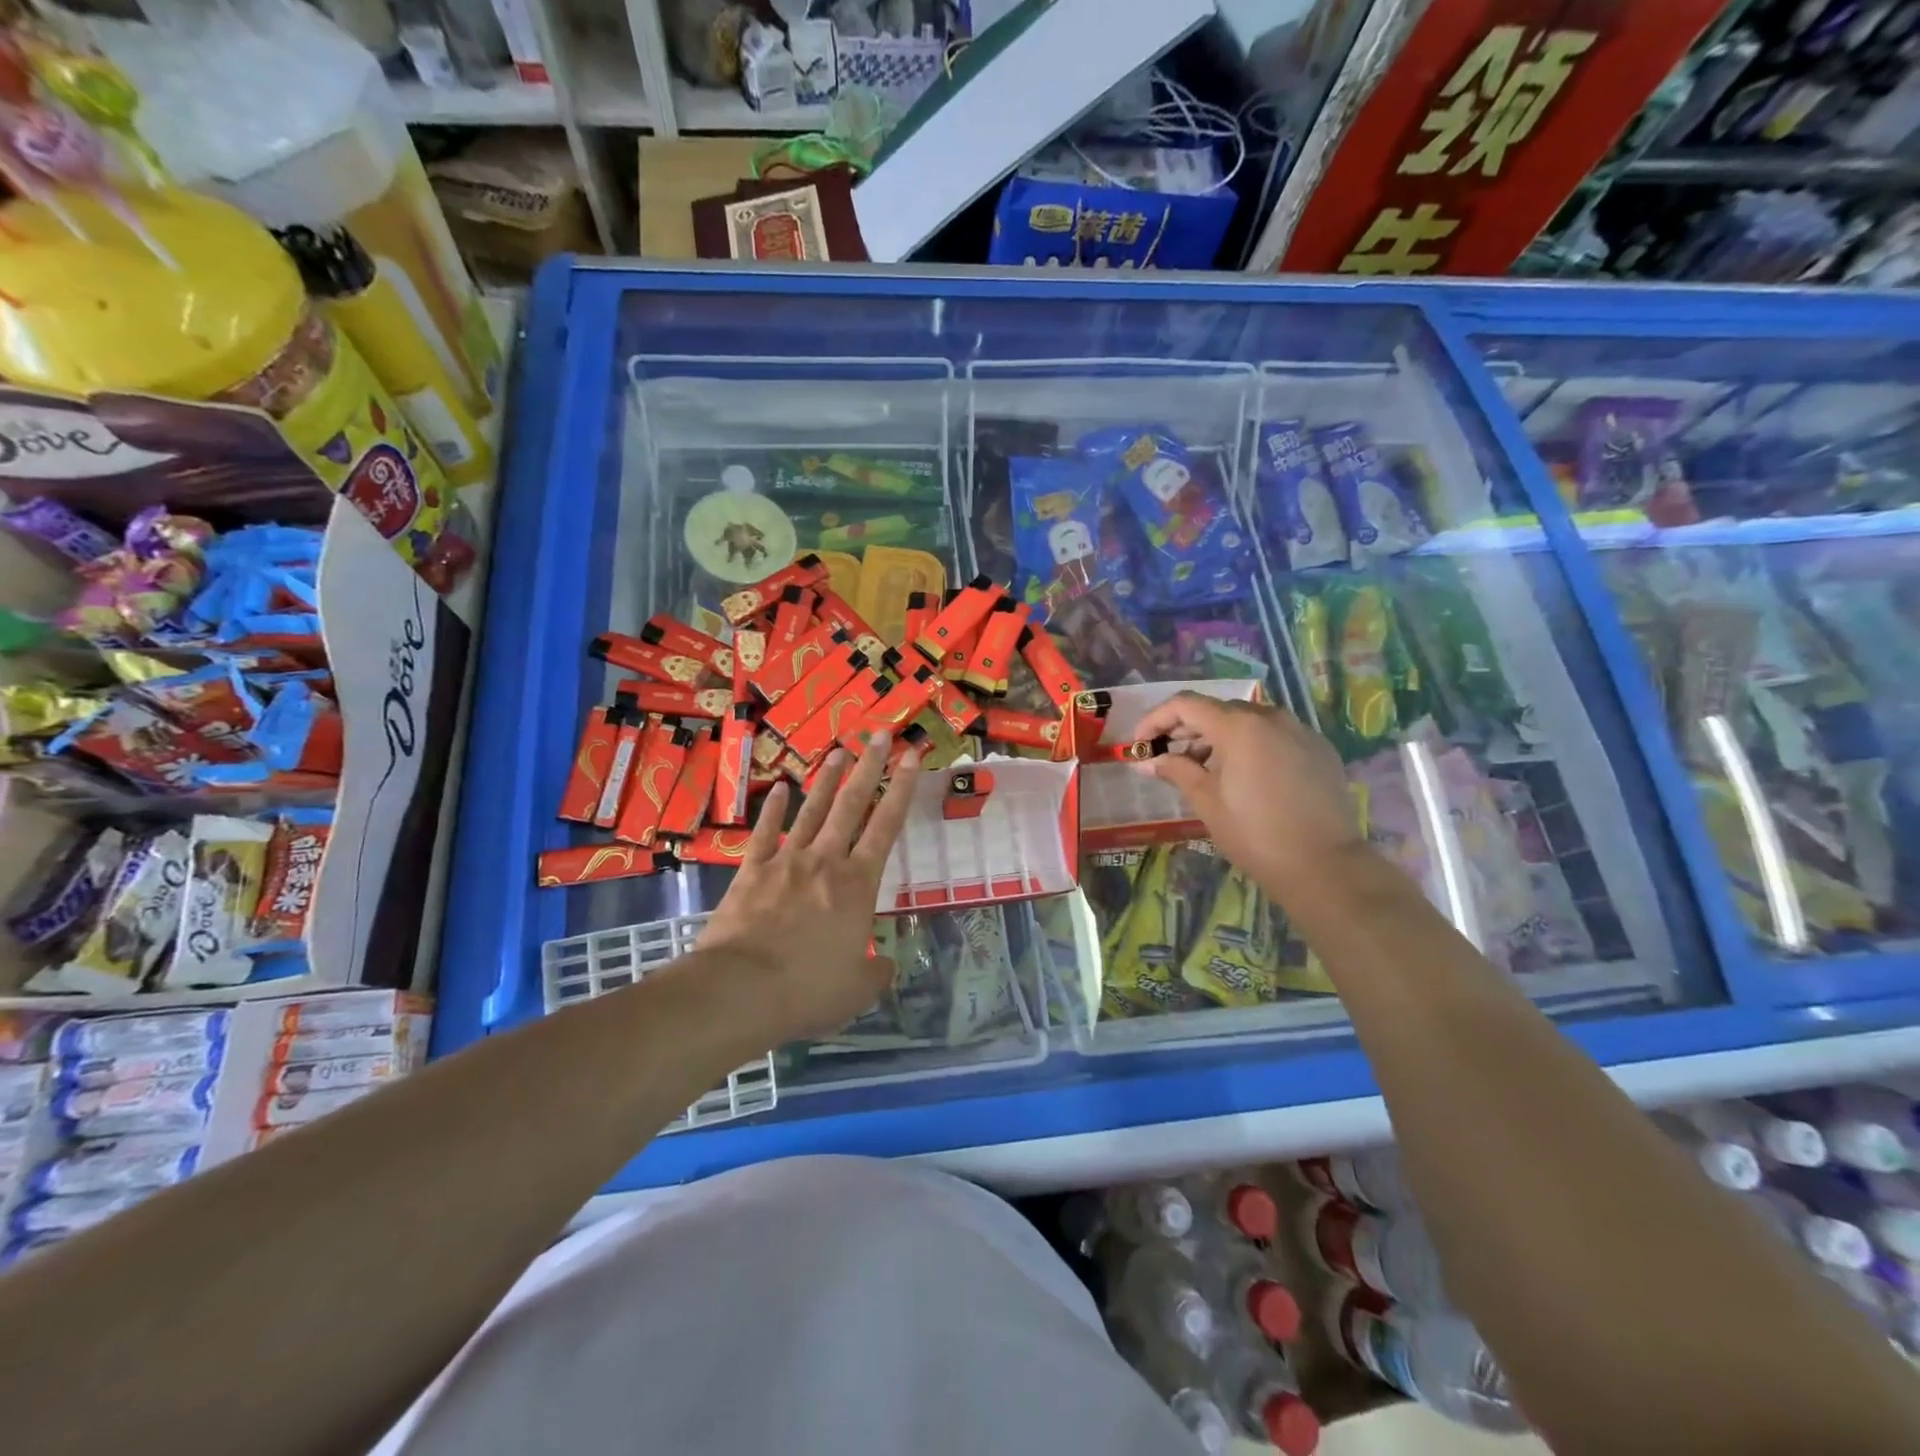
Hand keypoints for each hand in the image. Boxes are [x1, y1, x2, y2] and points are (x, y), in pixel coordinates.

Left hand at [697, 733, 920, 1041]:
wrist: (739, 989)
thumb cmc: (807, 989)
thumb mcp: (857, 990)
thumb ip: (876, 972)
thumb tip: (885, 965)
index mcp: (858, 885)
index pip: (887, 826)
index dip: (901, 788)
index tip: (912, 756)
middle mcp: (825, 861)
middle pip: (851, 804)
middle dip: (869, 766)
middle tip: (880, 733)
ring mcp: (786, 861)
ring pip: (812, 810)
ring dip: (826, 779)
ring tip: (839, 749)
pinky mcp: (751, 871)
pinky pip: (765, 833)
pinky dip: (774, 809)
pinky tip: (781, 788)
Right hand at [1132, 691, 1368, 902]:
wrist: (1324, 865)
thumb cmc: (1254, 833)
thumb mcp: (1206, 801)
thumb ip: (1175, 770)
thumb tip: (1146, 760)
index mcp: (1239, 726)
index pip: (1186, 704)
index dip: (1156, 719)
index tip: (1141, 743)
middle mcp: (1271, 717)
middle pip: (1217, 710)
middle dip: (1186, 730)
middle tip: (1166, 757)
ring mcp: (1299, 731)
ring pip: (1247, 721)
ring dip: (1217, 738)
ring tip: (1202, 770)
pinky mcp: (1318, 749)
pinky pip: (1274, 735)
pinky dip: (1249, 746)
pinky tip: (1242, 777)